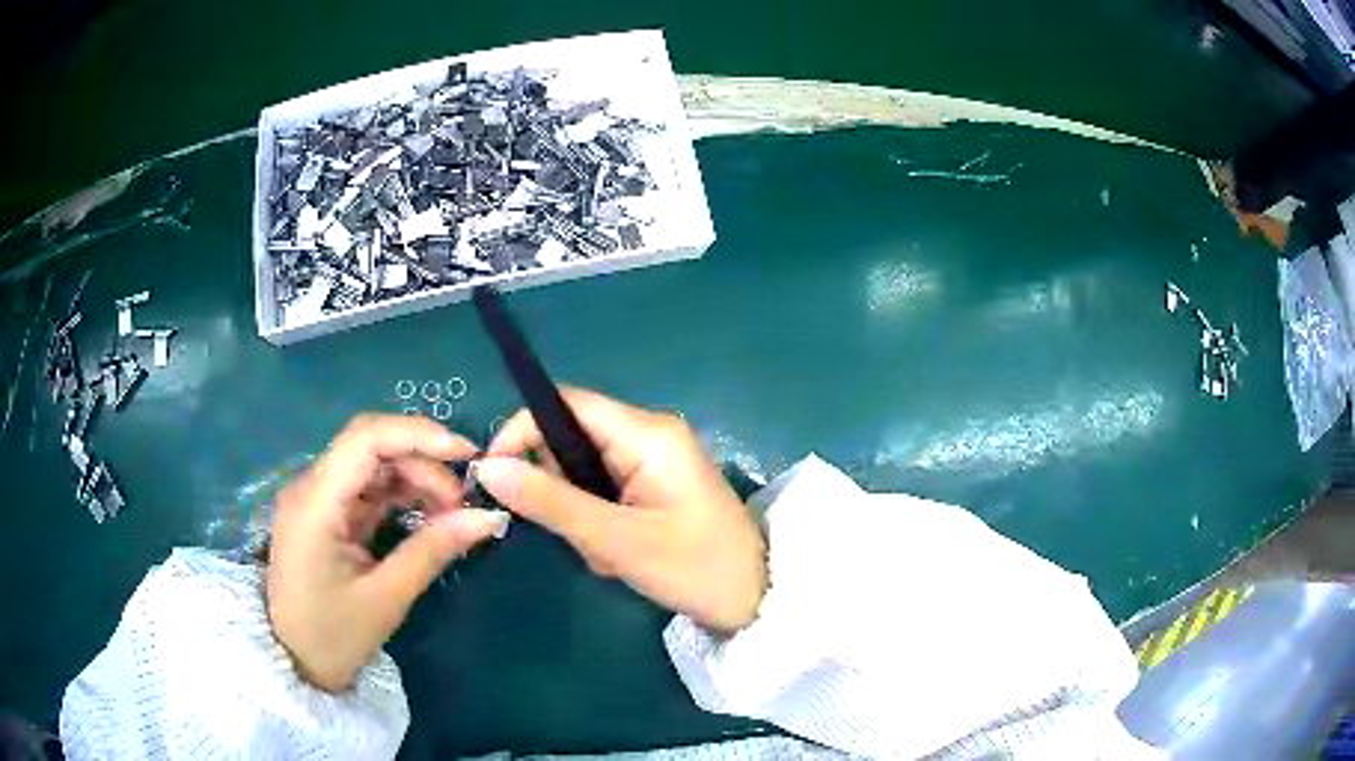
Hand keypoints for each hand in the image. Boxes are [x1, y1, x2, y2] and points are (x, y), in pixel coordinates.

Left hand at [267, 414, 507, 691]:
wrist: (294, 663)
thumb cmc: (333, 637)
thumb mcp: (386, 598)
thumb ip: (433, 550)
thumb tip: (489, 517)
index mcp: (315, 502)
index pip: (365, 439)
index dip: (419, 435)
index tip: (468, 454)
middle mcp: (311, 487)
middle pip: (371, 446)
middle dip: (424, 462)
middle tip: (463, 503)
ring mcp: (317, 499)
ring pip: (373, 464)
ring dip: (416, 478)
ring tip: (452, 513)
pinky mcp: (326, 514)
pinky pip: (368, 489)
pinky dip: (402, 495)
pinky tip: (428, 516)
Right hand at [477, 389, 767, 633]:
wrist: (754, 600)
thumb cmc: (694, 568)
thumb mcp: (617, 540)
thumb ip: (550, 501)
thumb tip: (487, 468)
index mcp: (647, 433)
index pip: (565, 404)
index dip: (521, 430)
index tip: (495, 475)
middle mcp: (648, 435)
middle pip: (570, 440)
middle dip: (561, 493)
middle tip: (582, 538)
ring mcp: (651, 461)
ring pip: (581, 473)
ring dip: (581, 517)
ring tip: (610, 555)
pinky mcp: (652, 486)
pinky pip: (602, 493)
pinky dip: (598, 526)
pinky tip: (621, 557)